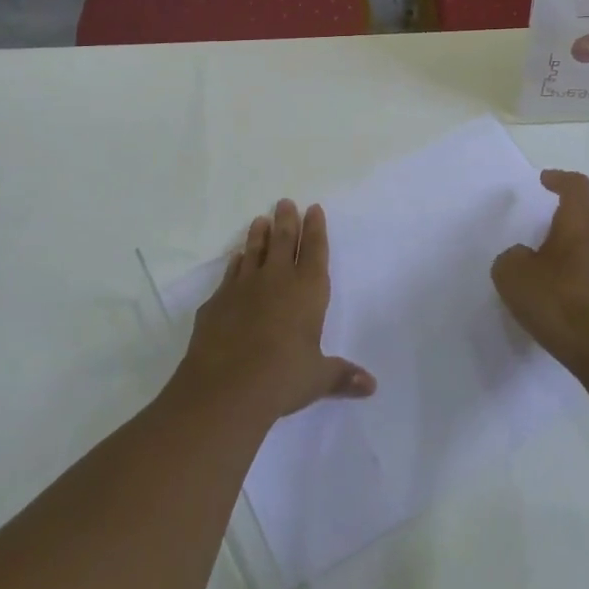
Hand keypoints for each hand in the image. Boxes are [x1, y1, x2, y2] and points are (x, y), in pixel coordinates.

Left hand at [175, 199, 375, 423]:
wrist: (225, 387)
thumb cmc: (282, 377)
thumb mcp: (317, 378)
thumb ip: (342, 376)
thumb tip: (371, 386)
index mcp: (308, 290)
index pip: (315, 251)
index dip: (315, 229)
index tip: (313, 208)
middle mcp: (276, 280)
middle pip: (283, 241)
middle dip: (287, 221)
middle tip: (285, 202)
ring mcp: (243, 287)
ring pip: (254, 251)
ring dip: (258, 235)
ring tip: (260, 219)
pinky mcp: (217, 301)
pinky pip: (230, 273)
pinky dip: (235, 263)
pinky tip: (236, 258)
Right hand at [492, 170, 588, 372]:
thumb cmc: (558, 303)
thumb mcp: (512, 276)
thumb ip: (512, 257)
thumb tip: (524, 256)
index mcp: (580, 222)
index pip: (577, 186)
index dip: (561, 180)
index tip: (545, 182)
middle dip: (587, 208)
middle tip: (566, 220)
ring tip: (581, 247)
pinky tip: (586, 279)